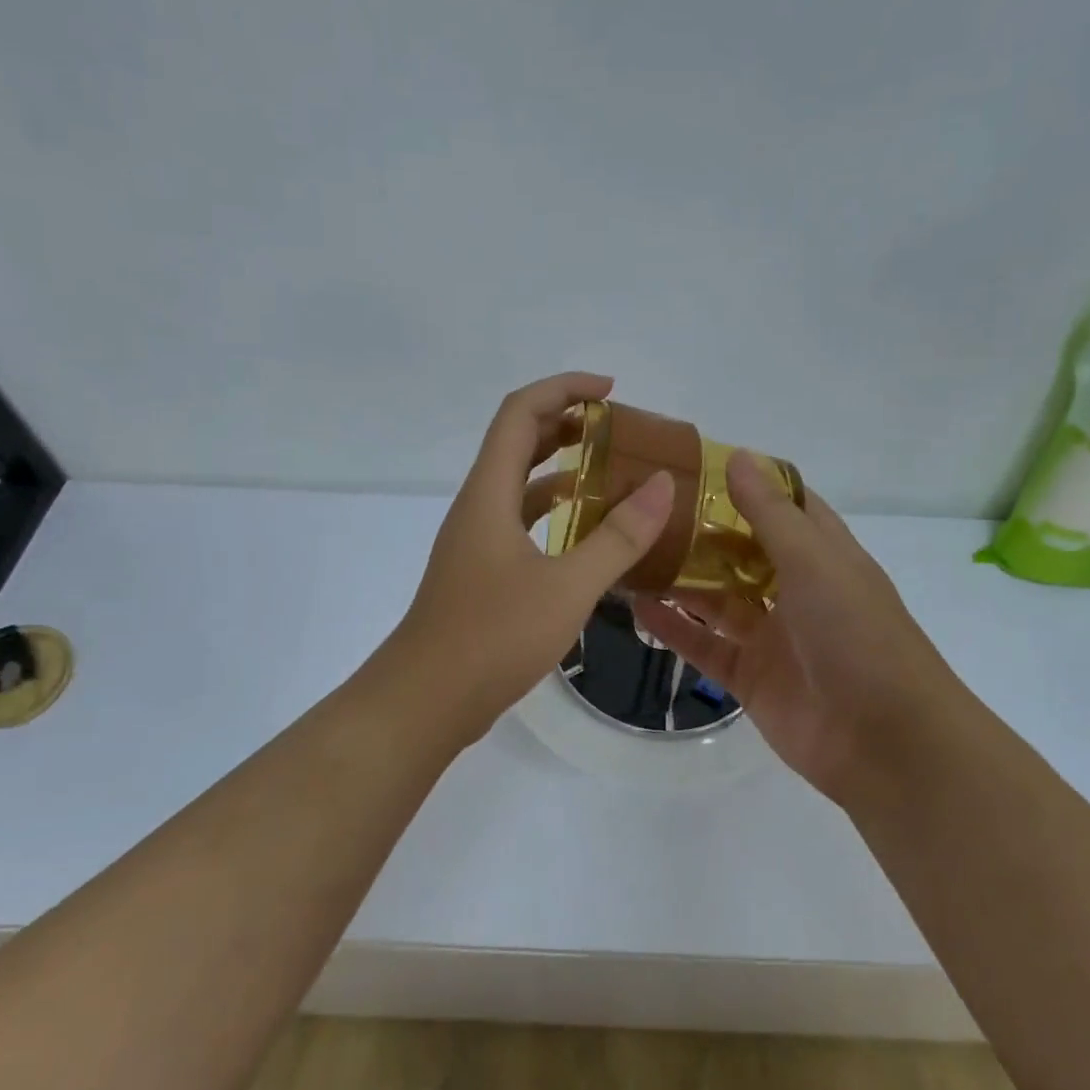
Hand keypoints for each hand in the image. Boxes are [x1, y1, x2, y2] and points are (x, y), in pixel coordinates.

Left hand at [395, 372, 674, 737]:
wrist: (426, 700)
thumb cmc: (493, 637)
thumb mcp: (568, 586)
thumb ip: (618, 537)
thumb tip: (662, 484)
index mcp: (488, 493)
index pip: (520, 412)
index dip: (563, 388)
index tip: (611, 392)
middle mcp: (477, 506)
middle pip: (518, 441)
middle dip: (566, 422)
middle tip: (618, 430)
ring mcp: (476, 541)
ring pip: (519, 484)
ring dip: (561, 468)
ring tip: (612, 472)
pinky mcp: (481, 572)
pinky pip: (520, 522)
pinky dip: (553, 512)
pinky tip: (587, 532)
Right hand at [633, 451, 960, 807]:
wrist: (884, 741)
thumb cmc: (857, 634)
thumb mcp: (815, 561)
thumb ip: (770, 513)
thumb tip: (736, 455)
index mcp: (823, 555)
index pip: (783, 506)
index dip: (745, 484)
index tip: (694, 464)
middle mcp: (796, 590)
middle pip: (740, 551)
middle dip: (700, 531)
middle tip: (645, 507)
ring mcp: (772, 636)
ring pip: (717, 598)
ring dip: (680, 579)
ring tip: (631, 552)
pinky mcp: (750, 677)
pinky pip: (705, 644)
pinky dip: (675, 628)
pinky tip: (639, 607)